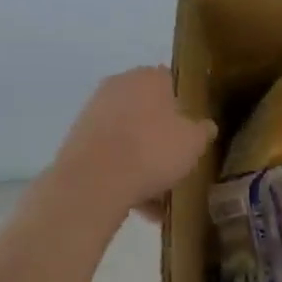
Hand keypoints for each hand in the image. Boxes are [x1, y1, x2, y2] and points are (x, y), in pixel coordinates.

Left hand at [52, 67, 215, 215]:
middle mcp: (118, 86)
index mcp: (149, 77)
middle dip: (162, 134)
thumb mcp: (194, 142)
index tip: (192, 128)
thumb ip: (203, 131)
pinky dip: (124, 174)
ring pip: (129, 136)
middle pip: (148, 109)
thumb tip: (205, 126)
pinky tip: (141, 204)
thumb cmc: (152, 150)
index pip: (172, 82)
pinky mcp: (77, 142)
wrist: (93, 183)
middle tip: (177, 159)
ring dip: (143, 159)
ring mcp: (93, 113)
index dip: (184, 105)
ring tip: (160, 194)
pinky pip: (110, 156)